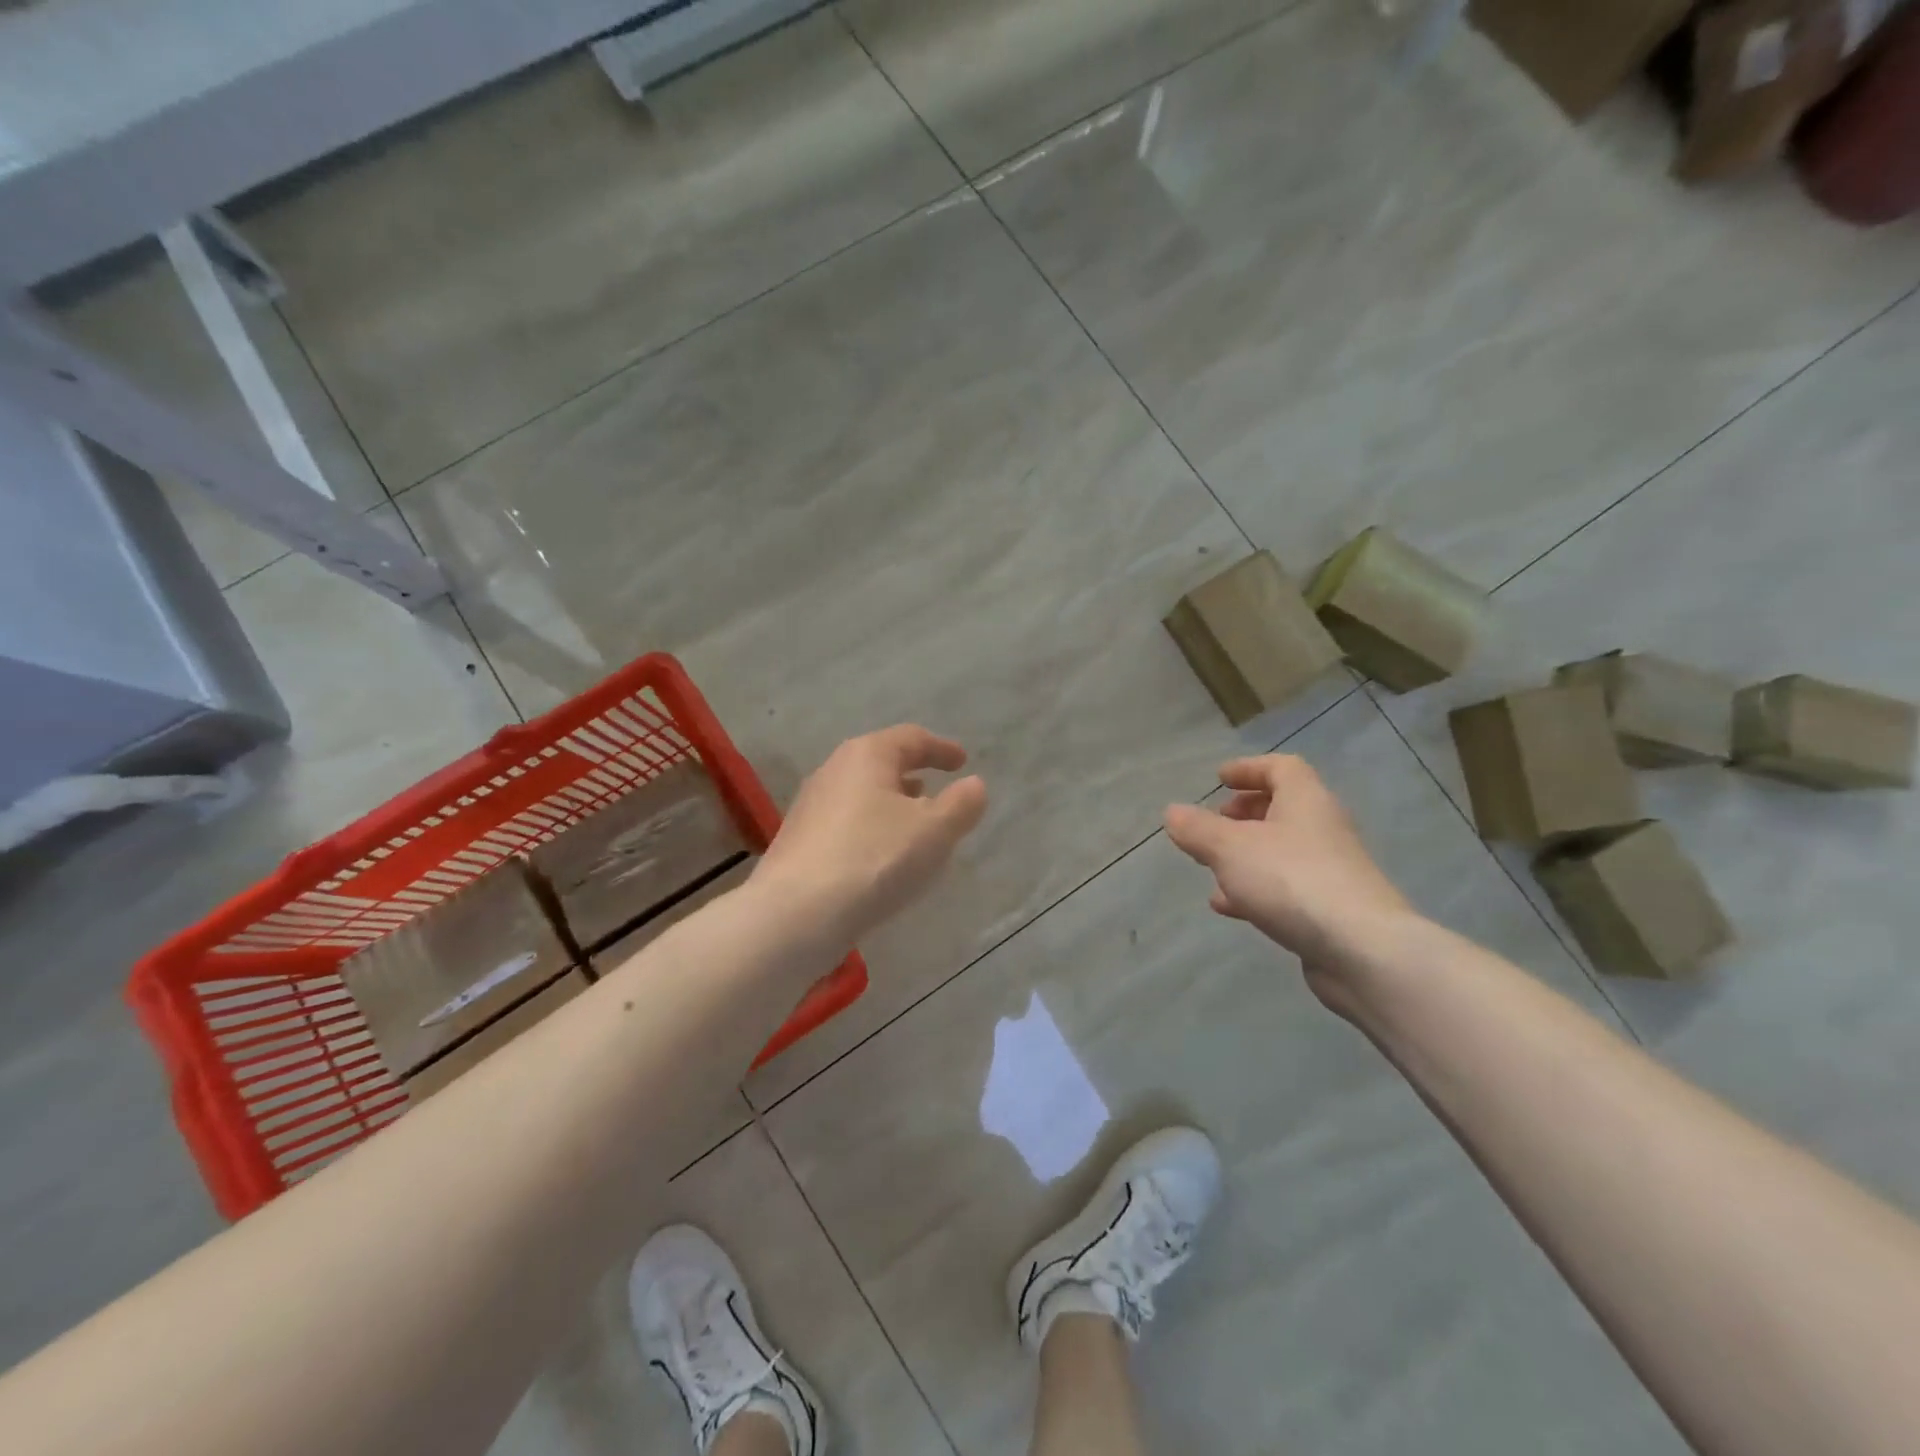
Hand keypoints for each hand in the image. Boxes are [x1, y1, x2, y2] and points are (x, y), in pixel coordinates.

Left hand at [757, 725, 987, 943]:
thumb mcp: (934, 831)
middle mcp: (833, 771)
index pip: (911, 738)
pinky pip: (847, 823)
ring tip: (915, 825)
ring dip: (892, 804)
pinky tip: (882, 856)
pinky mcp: (799, 841)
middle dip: (913, 775)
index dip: (941, 748)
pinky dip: (872, 828)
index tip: (962, 761)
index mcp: (867, 755)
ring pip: (863, 794)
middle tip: (939, 791)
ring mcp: (811, 806)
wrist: (795, 915)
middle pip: (881, 762)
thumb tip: (974, 785)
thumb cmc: (874, 859)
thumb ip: (961, 804)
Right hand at [1164, 755, 1417, 992]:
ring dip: (1246, 854)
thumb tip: (1173, 813)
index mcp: (1305, 800)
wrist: (1362, 950)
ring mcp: (1331, 870)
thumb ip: (1197, 829)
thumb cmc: (1291, 880)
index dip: (1248, 769)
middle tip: (1214, 823)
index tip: (1219, 780)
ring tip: (1211, 867)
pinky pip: (1286, 887)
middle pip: (1283, 808)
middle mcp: (1323, 828)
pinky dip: (1255, 888)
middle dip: (1244, 813)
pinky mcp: (1331, 909)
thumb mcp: (1229, 848)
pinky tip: (1227, 906)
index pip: (1281, 768)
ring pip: (1281, 850)